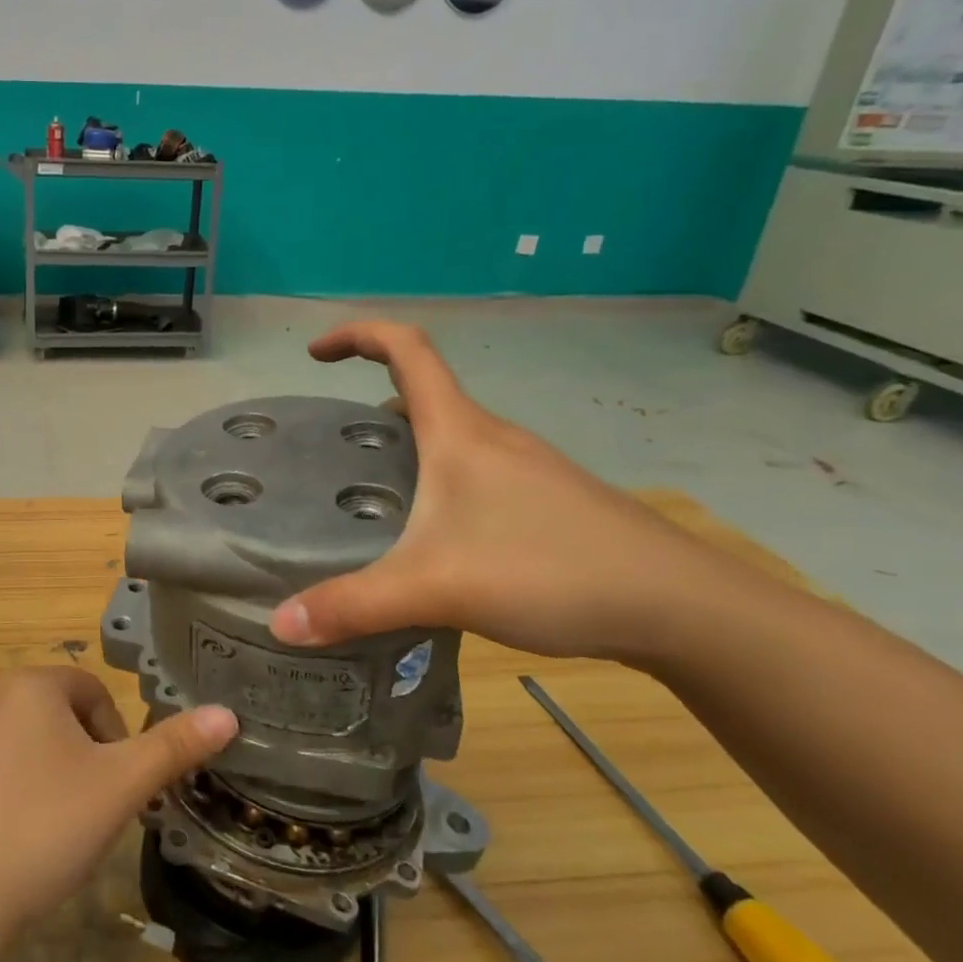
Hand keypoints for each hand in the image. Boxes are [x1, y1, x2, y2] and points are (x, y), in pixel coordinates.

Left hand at [0, 668, 237, 929]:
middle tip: (88, 809)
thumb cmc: (46, 827)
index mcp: (30, 681)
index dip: (114, 739)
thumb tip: (227, 713)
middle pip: (60, 711)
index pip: (92, 693)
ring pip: (30, 735)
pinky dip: (18, 782)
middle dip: (84, 754)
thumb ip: (174, 746)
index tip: (114, 787)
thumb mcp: (120, 786)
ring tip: (56, 823)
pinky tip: (19, 830)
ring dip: (54, 768)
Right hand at [269, 321, 740, 662]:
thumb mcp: (436, 587)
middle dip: (370, 408)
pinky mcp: (546, 501)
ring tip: (371, 497)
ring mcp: (525, 468)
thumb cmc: (551, 570)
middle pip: (423, 394)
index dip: (356, 335)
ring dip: (406, 448)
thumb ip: (353, 606)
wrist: (682, 607)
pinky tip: (435, 539)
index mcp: (460, 432)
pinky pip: (474, 471)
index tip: (314, 355)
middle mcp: (492, 437)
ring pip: (450, 438)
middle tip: (332, 453)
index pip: (406, 348)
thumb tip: (280, 626)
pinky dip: (438, 482)